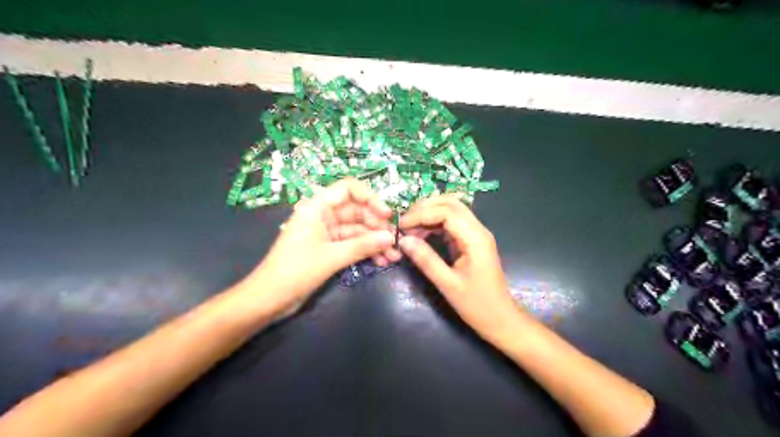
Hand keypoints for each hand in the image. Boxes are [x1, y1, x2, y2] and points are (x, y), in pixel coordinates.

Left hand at [245, 179, 400, 314]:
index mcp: (317, 207)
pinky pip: (352, 244)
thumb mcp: (332, 257)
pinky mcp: (328, 248)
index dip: (370, 197)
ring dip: (375, 241)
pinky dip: (366, 251)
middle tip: (396, 241)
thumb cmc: (295, 271)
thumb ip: (363, 246)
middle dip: (377, 225)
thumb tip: (391, 238)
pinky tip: (382, 261)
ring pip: (357, 230)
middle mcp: (323, 215)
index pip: (348, 189)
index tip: (387, 214)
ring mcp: (326, 232)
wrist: (269, 299)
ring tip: (394, 256)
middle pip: (356, 211)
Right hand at [398, 195, 519, 344]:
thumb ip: (426, 259)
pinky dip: (435, 223)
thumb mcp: (448, 284)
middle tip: (404, 222)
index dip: (421, 214)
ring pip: (451, 210)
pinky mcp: (472, 241)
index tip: (401, 226)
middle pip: (450, 203)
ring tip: (410, 228)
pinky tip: (422, 234)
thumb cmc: (477, 305)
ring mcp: (476, 234)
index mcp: (475, 238)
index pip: (446, 211)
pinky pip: (452, 223)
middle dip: (424, 207)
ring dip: (429, 213)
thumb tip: (403, 240)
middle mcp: (478, 229)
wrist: (501, 319)